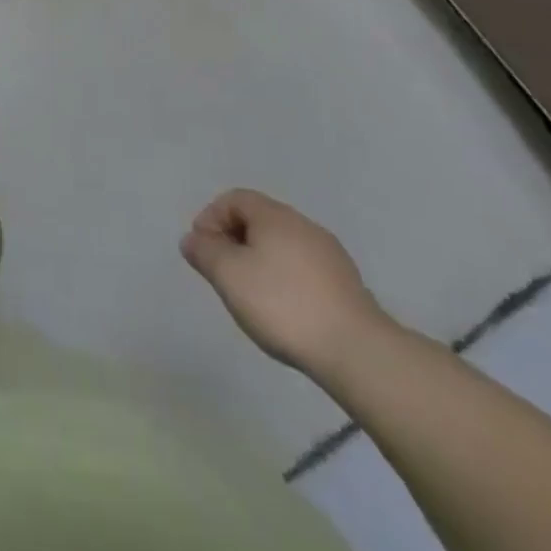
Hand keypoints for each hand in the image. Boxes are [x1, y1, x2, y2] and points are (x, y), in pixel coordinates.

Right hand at [181, 188, 393, 377]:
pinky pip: (303, 269)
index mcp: (275, 216)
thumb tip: (193, 239)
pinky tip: (284, 310)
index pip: (234, 199)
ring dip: (259, 261)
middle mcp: (303, 225)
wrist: (358, 352)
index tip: (203, 250)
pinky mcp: (347, 285)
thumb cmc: (282, 304)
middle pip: (259, 220)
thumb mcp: (228, 275)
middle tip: (223, 273)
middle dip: (234, 240)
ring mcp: (330, 255)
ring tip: (251, 295)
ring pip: (282, 246)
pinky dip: (285, 280)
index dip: (211, 217)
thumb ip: (204, 252)